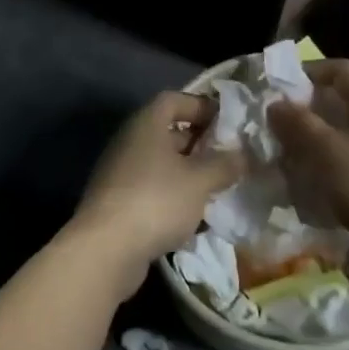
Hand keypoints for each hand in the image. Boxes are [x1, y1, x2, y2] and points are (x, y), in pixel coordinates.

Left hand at [68, 91, 242, 295]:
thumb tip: (242, 155)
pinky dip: (173, 196)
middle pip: (167, 132)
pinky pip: (152, 189)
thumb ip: (224, 164)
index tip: (226, 122)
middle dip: (199, 143)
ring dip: (188, 173)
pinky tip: (194, 216)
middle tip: (228, 158)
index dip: (200, 106)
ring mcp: (120, 173)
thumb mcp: (199, 180)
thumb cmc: (156, 200)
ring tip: (217, 188)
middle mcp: (129, 142)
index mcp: (146, 124)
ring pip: (161, 164)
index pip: (173, 99)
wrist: (106, 249)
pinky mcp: (118, 202)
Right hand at [268, 60, 348, 294]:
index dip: (308, 72)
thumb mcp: (325, 150)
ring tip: (289, 156)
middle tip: (279, 127)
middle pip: (341, 100)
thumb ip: (297, 123)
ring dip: (316, 139)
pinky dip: (330, 162)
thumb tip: (276, 104)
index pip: (340, 69)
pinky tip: (312, 182)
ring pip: (345, 132)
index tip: (280, 90)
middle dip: (307, 110)